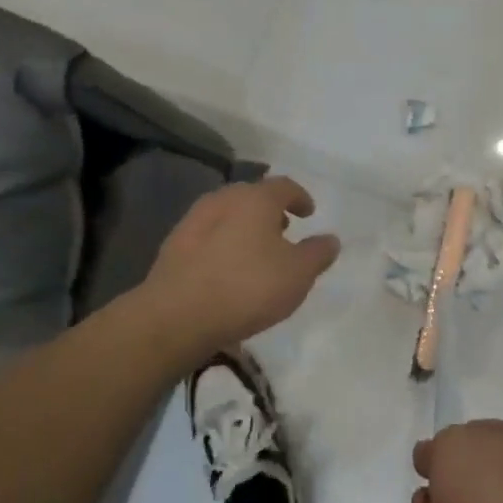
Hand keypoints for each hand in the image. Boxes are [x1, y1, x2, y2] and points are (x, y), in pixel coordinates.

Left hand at [143, 177, 340, 352]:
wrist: (176, 317)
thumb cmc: (247, 287)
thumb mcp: (298, 274)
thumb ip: (318, 253)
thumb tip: (330, 239)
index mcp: (255, 199)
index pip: (283, 186)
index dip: (299, 197)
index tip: (308, 213)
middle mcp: (222, 201)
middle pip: (252, 197)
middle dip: (270, 212)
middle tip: (283, 231)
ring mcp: (192, 223)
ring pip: (227, 216)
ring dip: (244, 228)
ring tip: (256, 253)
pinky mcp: (172, 248)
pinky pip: (207, 238)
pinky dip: (223, 246)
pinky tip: (228, 271)